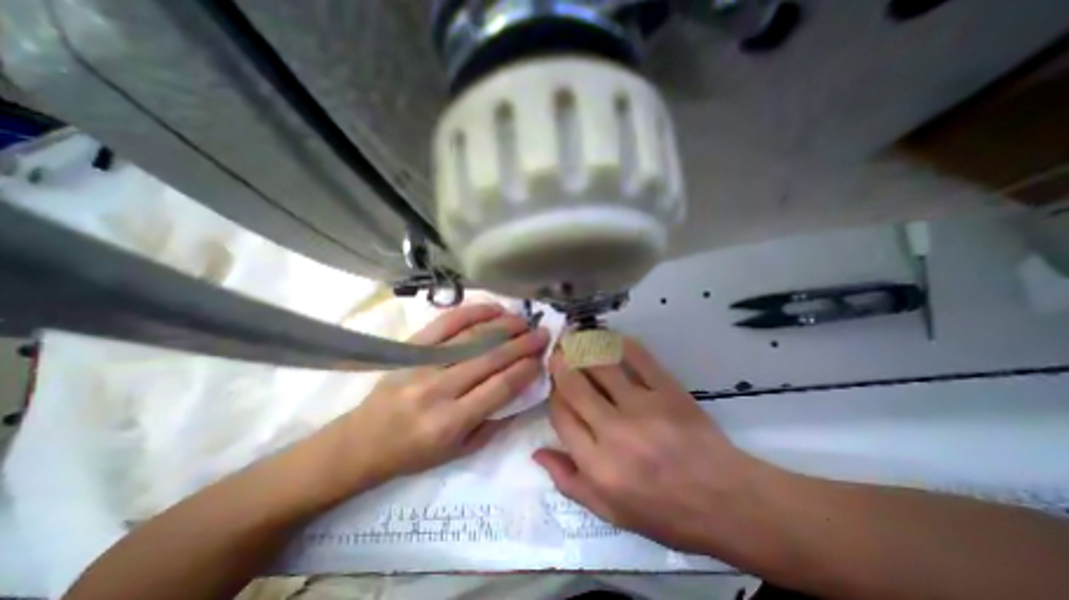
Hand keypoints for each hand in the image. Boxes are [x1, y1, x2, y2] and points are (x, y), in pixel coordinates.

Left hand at [335, 304, 549, 486]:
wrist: (360, 443)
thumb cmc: (413, 453)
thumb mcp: (459, 452)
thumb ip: (494, 423)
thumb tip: (521, 392)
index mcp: (451, 421)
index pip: (500, 387)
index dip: (525, 369)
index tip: (542, 358)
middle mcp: (439, 389)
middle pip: (490, 358)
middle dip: (522, 343)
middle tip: (542, 333)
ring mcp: (423, 364)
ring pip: (472, 338)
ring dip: (502, 326)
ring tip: (523, 320)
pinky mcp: (411, 348)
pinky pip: (445, 323)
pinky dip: (472, 312)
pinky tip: (492, 309)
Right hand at [535, 337, 767, 552]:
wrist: (726, 501)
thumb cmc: (665, 513)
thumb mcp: (610, 513)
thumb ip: (569, 482)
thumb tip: (538, 452)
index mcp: (598, 465)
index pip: (561, 416)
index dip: (553, 396)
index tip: (555, 387)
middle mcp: (615, 431)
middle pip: (575, 386)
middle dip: (560, 364)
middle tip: (557, 352)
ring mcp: (644, 407)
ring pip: (601, 366)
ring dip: (584, 349)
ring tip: (575, 338)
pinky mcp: (668, 391)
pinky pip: (639, 358)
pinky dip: (621, 344)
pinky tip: (611, 338)